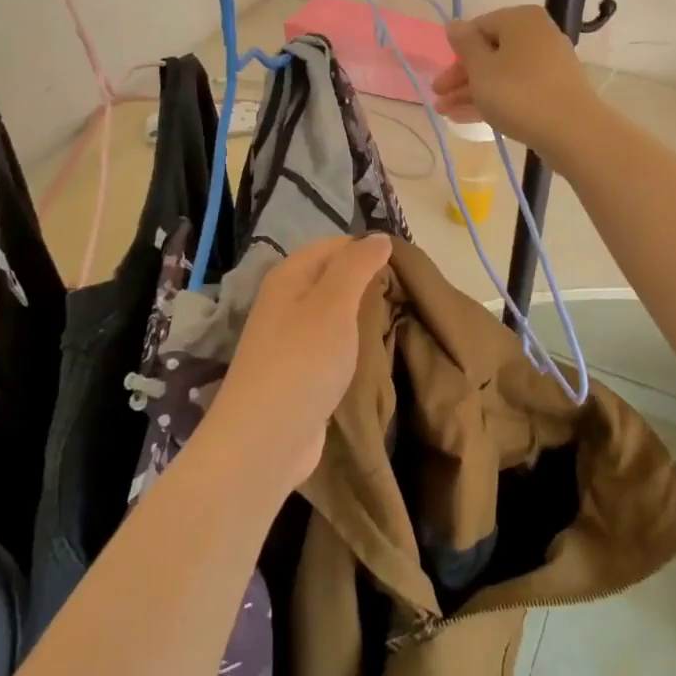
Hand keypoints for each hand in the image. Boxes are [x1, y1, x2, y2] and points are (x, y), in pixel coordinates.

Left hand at [210, 233, 391, 490]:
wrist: (266, 439)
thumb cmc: (302, 361)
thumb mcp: (334, 303)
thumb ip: (357, 265)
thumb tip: (379, 237)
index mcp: (289, 277)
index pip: (333, 245)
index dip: (367, 249)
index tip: (406, 265)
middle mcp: (284, 302)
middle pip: (332, 279)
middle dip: (367, 283)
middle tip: (409, 294)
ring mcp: (289, 340)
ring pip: (333, 314)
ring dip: (362, 316)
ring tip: (399, 320)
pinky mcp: (298, 374)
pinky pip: (331, 346)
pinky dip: (352, 345)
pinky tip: (375, 353)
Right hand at [432, 6, 599, 163]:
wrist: (572, 131)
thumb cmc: (518, 93)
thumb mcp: (481, 68)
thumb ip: (464, 44)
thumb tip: (454, 24)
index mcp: (520, 19)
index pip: (478, 28)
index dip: (455, 54)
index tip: (440, 78)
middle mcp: (537, 34)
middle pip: (490, 52)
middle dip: (461, 78)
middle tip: (438, 98)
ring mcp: (548, 63)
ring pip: (501, 74)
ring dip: (472, 92)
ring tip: (446, 113)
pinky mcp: (554, 89)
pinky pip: (516, 89)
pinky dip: (494, 99)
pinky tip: (468, 118)